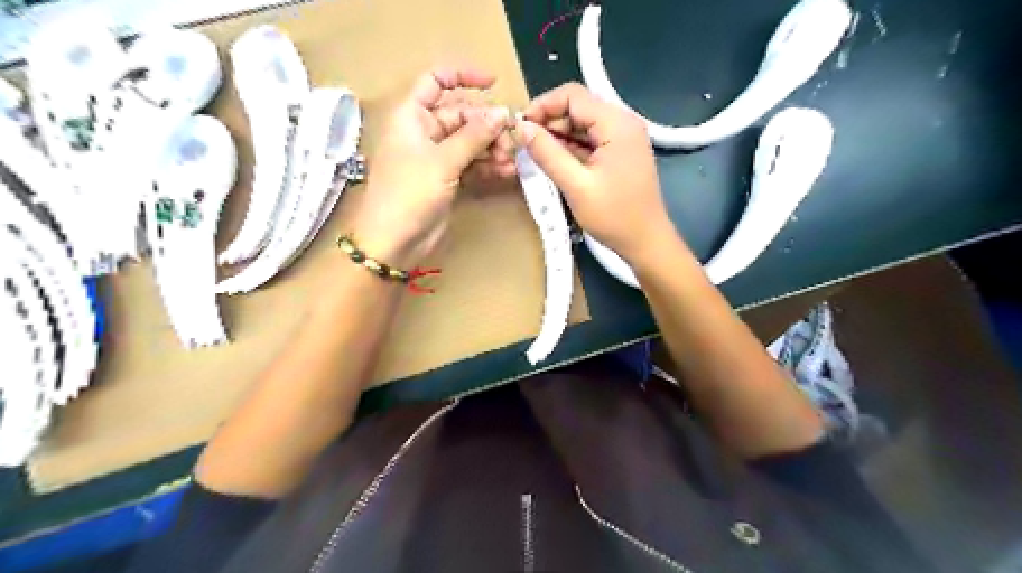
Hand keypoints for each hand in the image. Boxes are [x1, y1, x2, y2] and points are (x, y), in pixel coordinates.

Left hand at [353, 67, 510, 268]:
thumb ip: (474, 135)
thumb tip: (503, 113)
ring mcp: (436, 158)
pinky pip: (471, 164)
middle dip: (487, 126)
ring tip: (510, 160)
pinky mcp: (446, 179)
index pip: (436, 81)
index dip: (463, 77)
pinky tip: (506, 172)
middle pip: (461, 116)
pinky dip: (487, 166)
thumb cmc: (409, 193)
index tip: (494, 84)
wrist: (393, 242)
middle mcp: (424, 132)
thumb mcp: (443, 161)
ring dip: (491, 148)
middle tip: (510, 141)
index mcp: (412, 116)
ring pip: (470, 142)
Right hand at [520, 83, 676, 265]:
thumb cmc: (614, 216)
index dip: (543, 106)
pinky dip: (571, 148)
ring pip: (583, 125)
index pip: (573, 96)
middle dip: (549, 122)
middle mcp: (623, 123)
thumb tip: (522, 128)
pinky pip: (591, 140)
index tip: (521, 127)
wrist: (646, 242)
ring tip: (536, 155)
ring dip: (558, 136)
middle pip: (578, 107)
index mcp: (616, 123)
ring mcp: (624, 138)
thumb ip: (547, 153)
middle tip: (525, 144)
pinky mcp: (620, 153)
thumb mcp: (575, 185)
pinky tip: (555, 162)